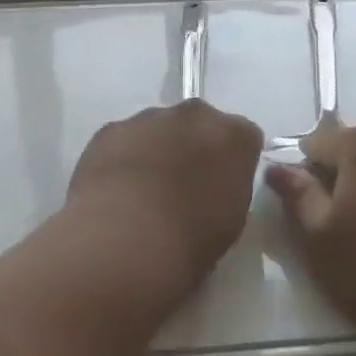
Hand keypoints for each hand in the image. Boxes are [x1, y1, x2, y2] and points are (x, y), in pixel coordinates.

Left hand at [67, 99, 263, 287]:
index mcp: (234, 136)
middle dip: (194, 147)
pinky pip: (124, 139)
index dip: (232, 163)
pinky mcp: (111, 128)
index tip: (221, 187)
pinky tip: (115, 191)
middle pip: (200, 125)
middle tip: (183, 187)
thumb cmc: (191, 239)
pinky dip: (123, 157)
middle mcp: (195, 115)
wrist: (123, 238)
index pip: (244, 139)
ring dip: (156, 150)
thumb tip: (213, 187)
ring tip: (142, 193)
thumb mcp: (231, 221)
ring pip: (159, 129)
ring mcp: (149, 117)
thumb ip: (227, 189)